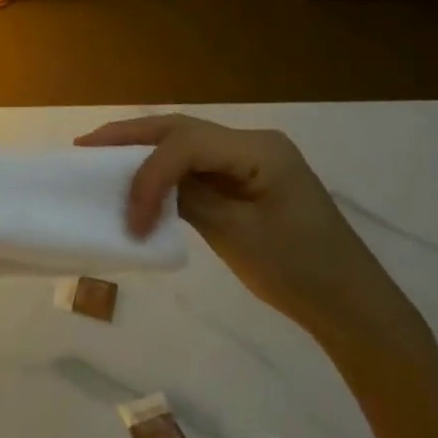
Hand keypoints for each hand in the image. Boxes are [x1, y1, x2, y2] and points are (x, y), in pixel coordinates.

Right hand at [76, 114, 419, 353]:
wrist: (352, 307)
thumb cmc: (300, 271)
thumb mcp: (237, 235)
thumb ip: (186, 200)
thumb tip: (144, 187)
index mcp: (259, 150)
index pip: (186, 145)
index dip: (148, 174)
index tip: (129, 217)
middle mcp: (253, 142)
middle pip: (181, 129)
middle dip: (130, 137)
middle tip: (85, 147)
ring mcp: (251, 159)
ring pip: (185, 142)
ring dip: (143, 151)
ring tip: (100, 157)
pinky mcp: (246, 180)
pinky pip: (197, 165)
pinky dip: (164, 171)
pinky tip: (139, 179)